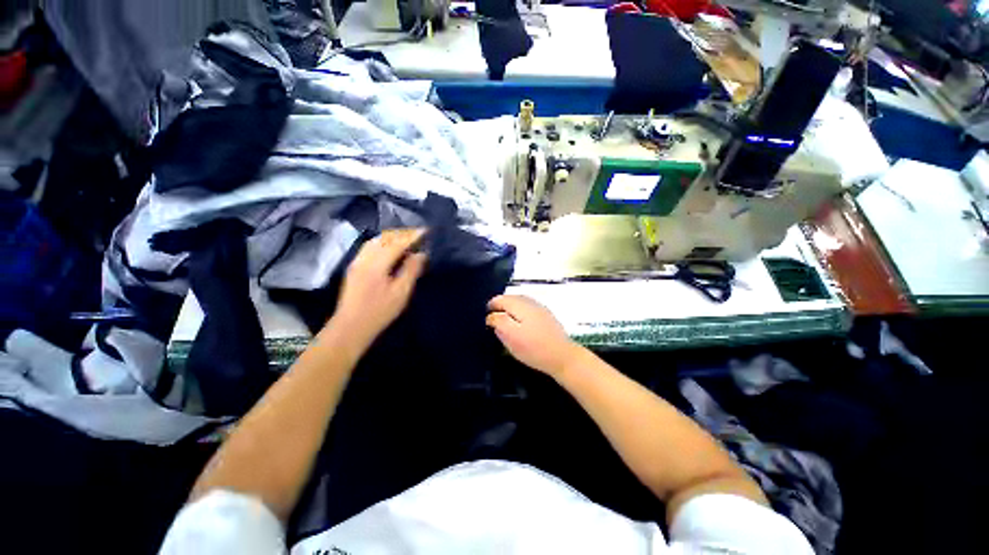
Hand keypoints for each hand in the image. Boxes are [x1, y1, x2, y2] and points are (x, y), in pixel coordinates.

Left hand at [332, 229, 426, 344]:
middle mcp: (365, 257)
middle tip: (419, 234)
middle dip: (402, 233)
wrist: (351, 326)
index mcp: (377, 263)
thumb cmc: (379, 311)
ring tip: (407, 238)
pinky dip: (383, 242)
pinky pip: (370, 246)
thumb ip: (411, 270)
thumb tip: (421, 254)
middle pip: (385, 238)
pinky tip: (390, 247)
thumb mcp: (401, 293)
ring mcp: (357, 261)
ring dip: (392, 236)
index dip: (412, 235)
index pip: (397, 242)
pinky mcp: (354, 267)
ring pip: (375, 240)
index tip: (426, 230)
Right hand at [486, 295, 584, 377]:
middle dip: (501, 308)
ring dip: (511, 311)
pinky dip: (521, 315)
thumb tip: (491, 315)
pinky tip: (522, 327)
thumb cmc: (534, 348)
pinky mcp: (546, 316)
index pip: (500, 299)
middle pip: (510, 299)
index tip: (487, 320)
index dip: (491, 308)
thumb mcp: (510, 336)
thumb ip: (498, 322)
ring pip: (520, 304)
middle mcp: (530, 301)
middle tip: (495, 323)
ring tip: (507, 325)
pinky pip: (528, 309)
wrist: (563, 356)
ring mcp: (540, 308)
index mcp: (520, 304)